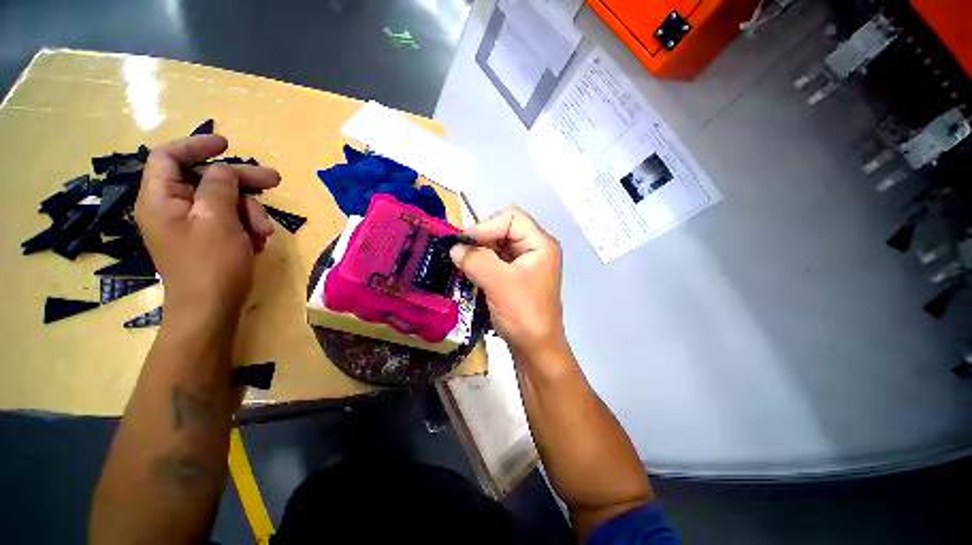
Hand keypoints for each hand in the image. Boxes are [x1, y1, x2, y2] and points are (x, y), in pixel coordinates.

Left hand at [135, 135, 279, 322]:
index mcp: (161, 199)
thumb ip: (219, 186)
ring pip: (223, 202)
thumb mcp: (217, 219)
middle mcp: (171, 208)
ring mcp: (190, 226)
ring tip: (265, 231)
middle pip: (206, 179)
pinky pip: (228, 221)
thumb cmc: (211, 264)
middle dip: (241, 182)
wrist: (211, 310)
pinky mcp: (207, 240)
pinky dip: (246, 226)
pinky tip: (258, 240)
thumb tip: (225, 168)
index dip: (196, 146)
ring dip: (250, 211)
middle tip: (274, 181)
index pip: (169, 157)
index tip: (227, 145)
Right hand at [450, 207, 565, 357]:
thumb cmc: (523, 314)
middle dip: (480, 240)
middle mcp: (534, 248)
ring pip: (496, 246)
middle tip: (459, 255)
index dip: (486, 226)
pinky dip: (481, 264)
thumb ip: (475, 260)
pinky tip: (470, 273)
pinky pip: (496, 261)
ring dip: (478, 253)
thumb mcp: (498, 283)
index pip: (511, 218)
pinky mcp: (516, 276)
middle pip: (503, 230)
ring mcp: (525, 263)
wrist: (535, 349)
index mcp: (540, 244)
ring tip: (463, 265)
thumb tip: (454, 248)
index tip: (465, 243)